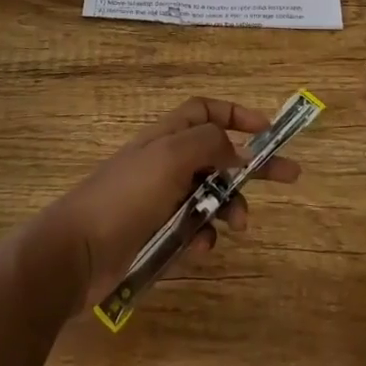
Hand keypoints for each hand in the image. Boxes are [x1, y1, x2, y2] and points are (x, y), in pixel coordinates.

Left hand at [40, 97, 301, 309]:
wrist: (75, 254)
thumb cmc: (125, 196)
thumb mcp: (171, 156)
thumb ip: (209, 143)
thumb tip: (234, 150)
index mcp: (167, 136)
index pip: (206, 111)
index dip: (237, 115)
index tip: (268, 131)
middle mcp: (166, 163)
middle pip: (219, 156)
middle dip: (253, 166)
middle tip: (291, 176)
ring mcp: (160, 201)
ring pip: (210, 199)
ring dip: (229, 209)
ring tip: (238, 225)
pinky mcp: (156, 236)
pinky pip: (193, 233)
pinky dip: (201, 239)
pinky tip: (196, 248)